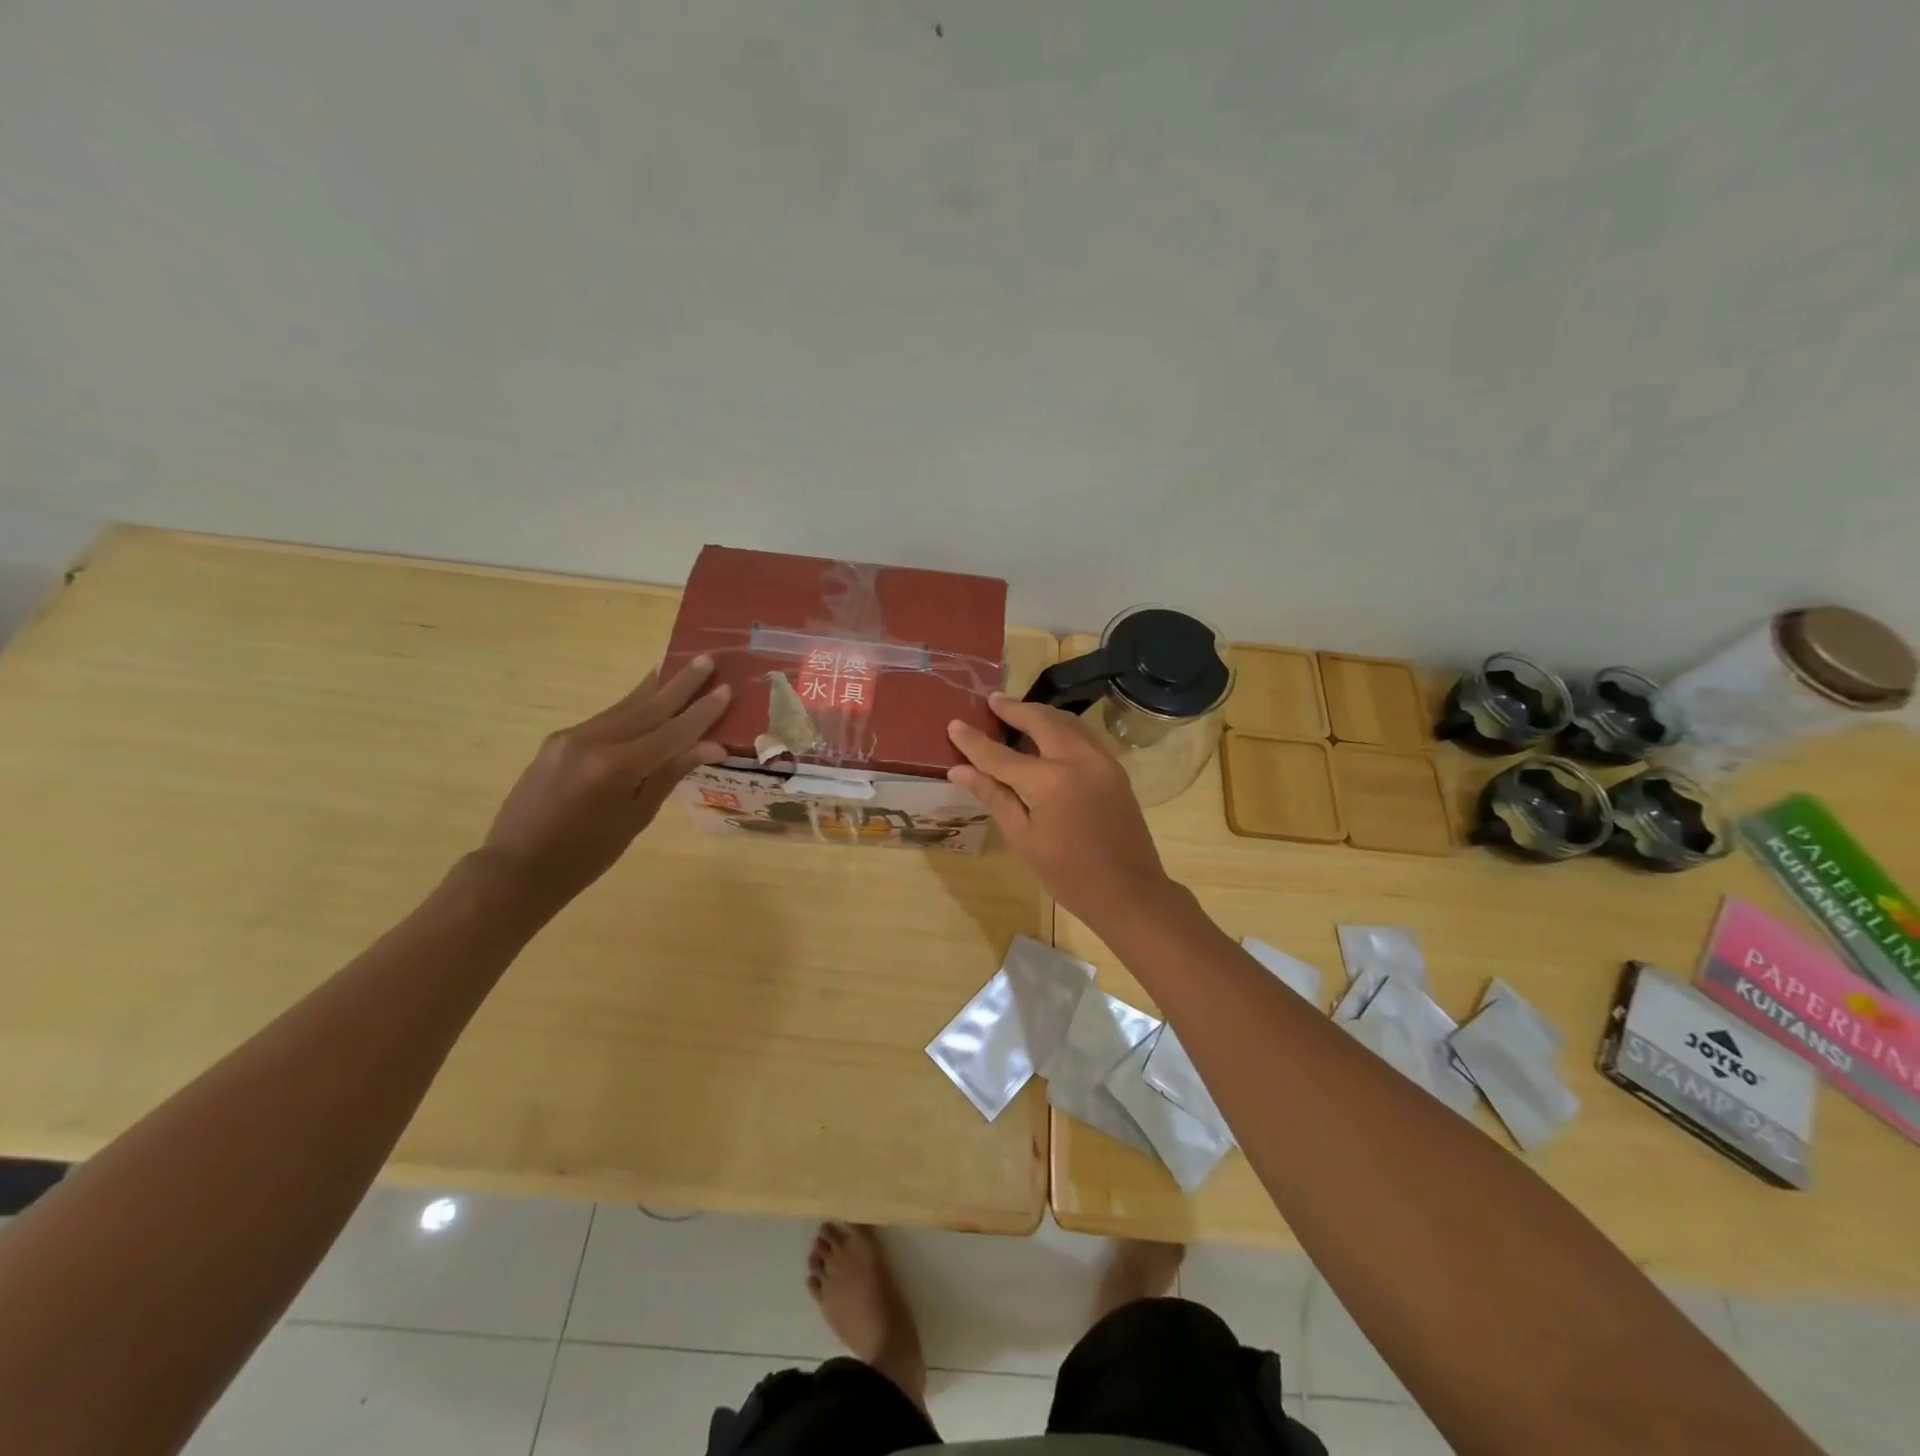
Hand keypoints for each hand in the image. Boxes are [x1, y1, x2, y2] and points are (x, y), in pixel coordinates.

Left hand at [480, 656, 730, 909]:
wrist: (517, 868)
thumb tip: (711, 746)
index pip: (671, 732)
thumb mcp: (636, 818)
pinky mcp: (559, 741)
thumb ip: (670, 774)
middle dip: (680, 684)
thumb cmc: (586, 856)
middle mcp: (592, 741)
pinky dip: (631, 706)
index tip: (726, 688)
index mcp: (615, 767)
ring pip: (624, 707)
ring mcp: (571, 737)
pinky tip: (645, 697)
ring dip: (655, 688)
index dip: (702, 712)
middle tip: (706, 659)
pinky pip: (606, 718)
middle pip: (647, 707)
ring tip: (677, 666)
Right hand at [947, 693, 1174, 927]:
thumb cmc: (1068, 874)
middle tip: (992, 701)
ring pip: (1067, 722)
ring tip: (1016, 711)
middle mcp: (1078, 758)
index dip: (974, 741)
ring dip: (1040, 713)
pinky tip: (1047, 735)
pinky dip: (1061, 728)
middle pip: (1041, 720)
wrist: (1129, 892)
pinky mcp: (1114, 768)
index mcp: (1050, 780)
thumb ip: (993, 796)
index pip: (1001, 755)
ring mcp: (1101, 760)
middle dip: (1014, 709)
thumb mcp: (1023, 838)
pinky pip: (1083, 735)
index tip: (954, 724)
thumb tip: (959, 770)